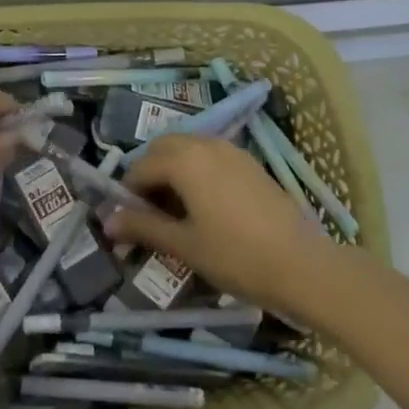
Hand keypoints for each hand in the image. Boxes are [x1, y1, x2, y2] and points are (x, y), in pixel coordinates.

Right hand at [108, 134, 333, 315]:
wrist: (301, 264)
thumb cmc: (235, 255)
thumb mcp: (184, 245)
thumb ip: (144, 227)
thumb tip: (107, 221)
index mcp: (184, 159)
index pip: (140, 167)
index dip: (127, 194)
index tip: (125, 223)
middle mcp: (205, 144)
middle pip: (163, 149)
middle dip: (149, 175)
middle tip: (148, 213)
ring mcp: (231, 150)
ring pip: (188, 149)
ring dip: (172, 171)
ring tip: (174, 211)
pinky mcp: (250, 163)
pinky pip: (210, 156)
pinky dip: (196, 171)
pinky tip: (203, 206)